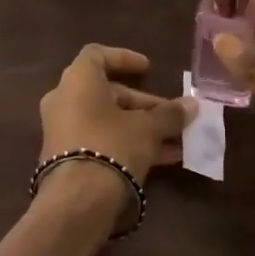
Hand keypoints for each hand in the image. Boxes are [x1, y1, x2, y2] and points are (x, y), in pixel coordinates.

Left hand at [37, 43, 196, 194]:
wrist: (77, 200)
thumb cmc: (112, 145)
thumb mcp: (147, 129)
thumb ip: (169, 114)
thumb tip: (192, 105)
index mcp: (78, 80)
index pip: (97, 55)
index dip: (124, 58)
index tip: (148, 68)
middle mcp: (64, 100)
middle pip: (108, 93)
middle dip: (143, 104)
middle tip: (172, 115)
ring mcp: (63, 130)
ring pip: (107, 120)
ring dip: (141, 127)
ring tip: (176, 140)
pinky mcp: (66, 157)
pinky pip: (100, 140)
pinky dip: (127, 143)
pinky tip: (162, 159)